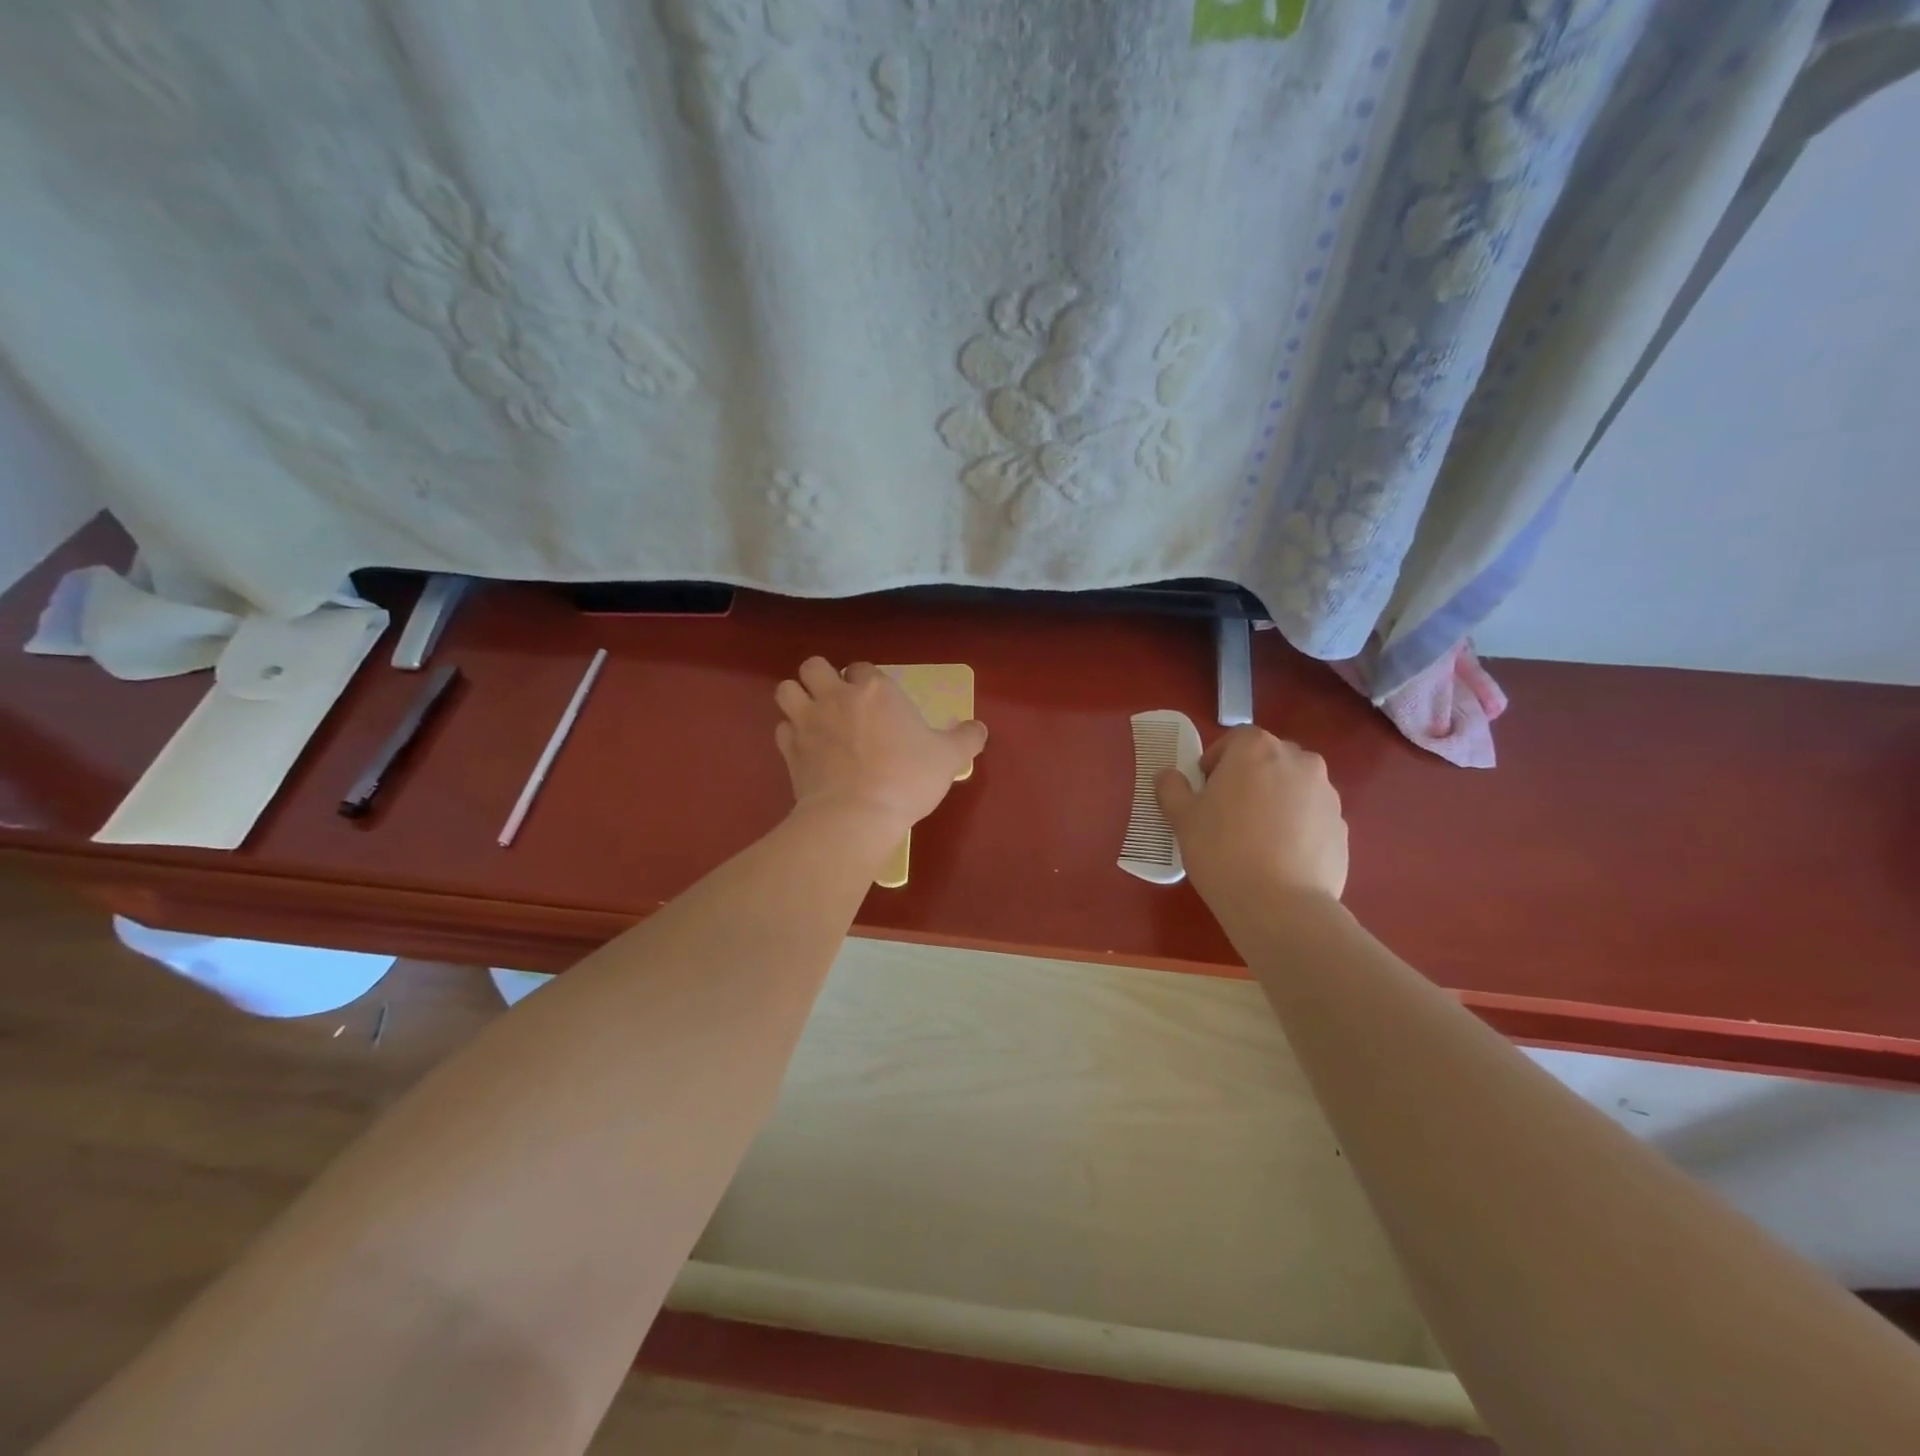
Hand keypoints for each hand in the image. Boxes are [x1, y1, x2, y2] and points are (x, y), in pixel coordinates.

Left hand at [774, 657, 987, 833]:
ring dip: (797, 697)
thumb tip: (978, 728)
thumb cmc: (907, 779)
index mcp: (875, 690)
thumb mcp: (949, 758)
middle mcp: (836, 697)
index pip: (863, 668)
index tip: (876, 700)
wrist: (856, 815)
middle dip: (822, 676)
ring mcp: (807, 721)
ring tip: (812, 716)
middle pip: (814, 666)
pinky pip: (781, 729)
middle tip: (838, 700)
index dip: (866, 681)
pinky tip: (805, 748)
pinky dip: (790, 734)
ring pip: (786, 689)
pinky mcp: (789, 750)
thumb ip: (966, 738)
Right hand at [1154, 726, 1346, 907]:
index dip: (1217, 761)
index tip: (1205, 790)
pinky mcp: (1342, 826)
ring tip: (1257, 838)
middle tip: (1229, 812)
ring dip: (1276, 800)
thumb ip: (1172, 788)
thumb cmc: (1221, 850)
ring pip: (1294, 786)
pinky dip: (1297, 826)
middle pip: (1269, 759)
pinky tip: (1279, 857)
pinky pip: (1312, 816)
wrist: (1280, 905)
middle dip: (1250, 777)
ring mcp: (1327, 793)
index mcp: (1257, 749)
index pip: (1235, 739)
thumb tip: (1168, 776)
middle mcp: (1299, 760)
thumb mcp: (1182, 818)